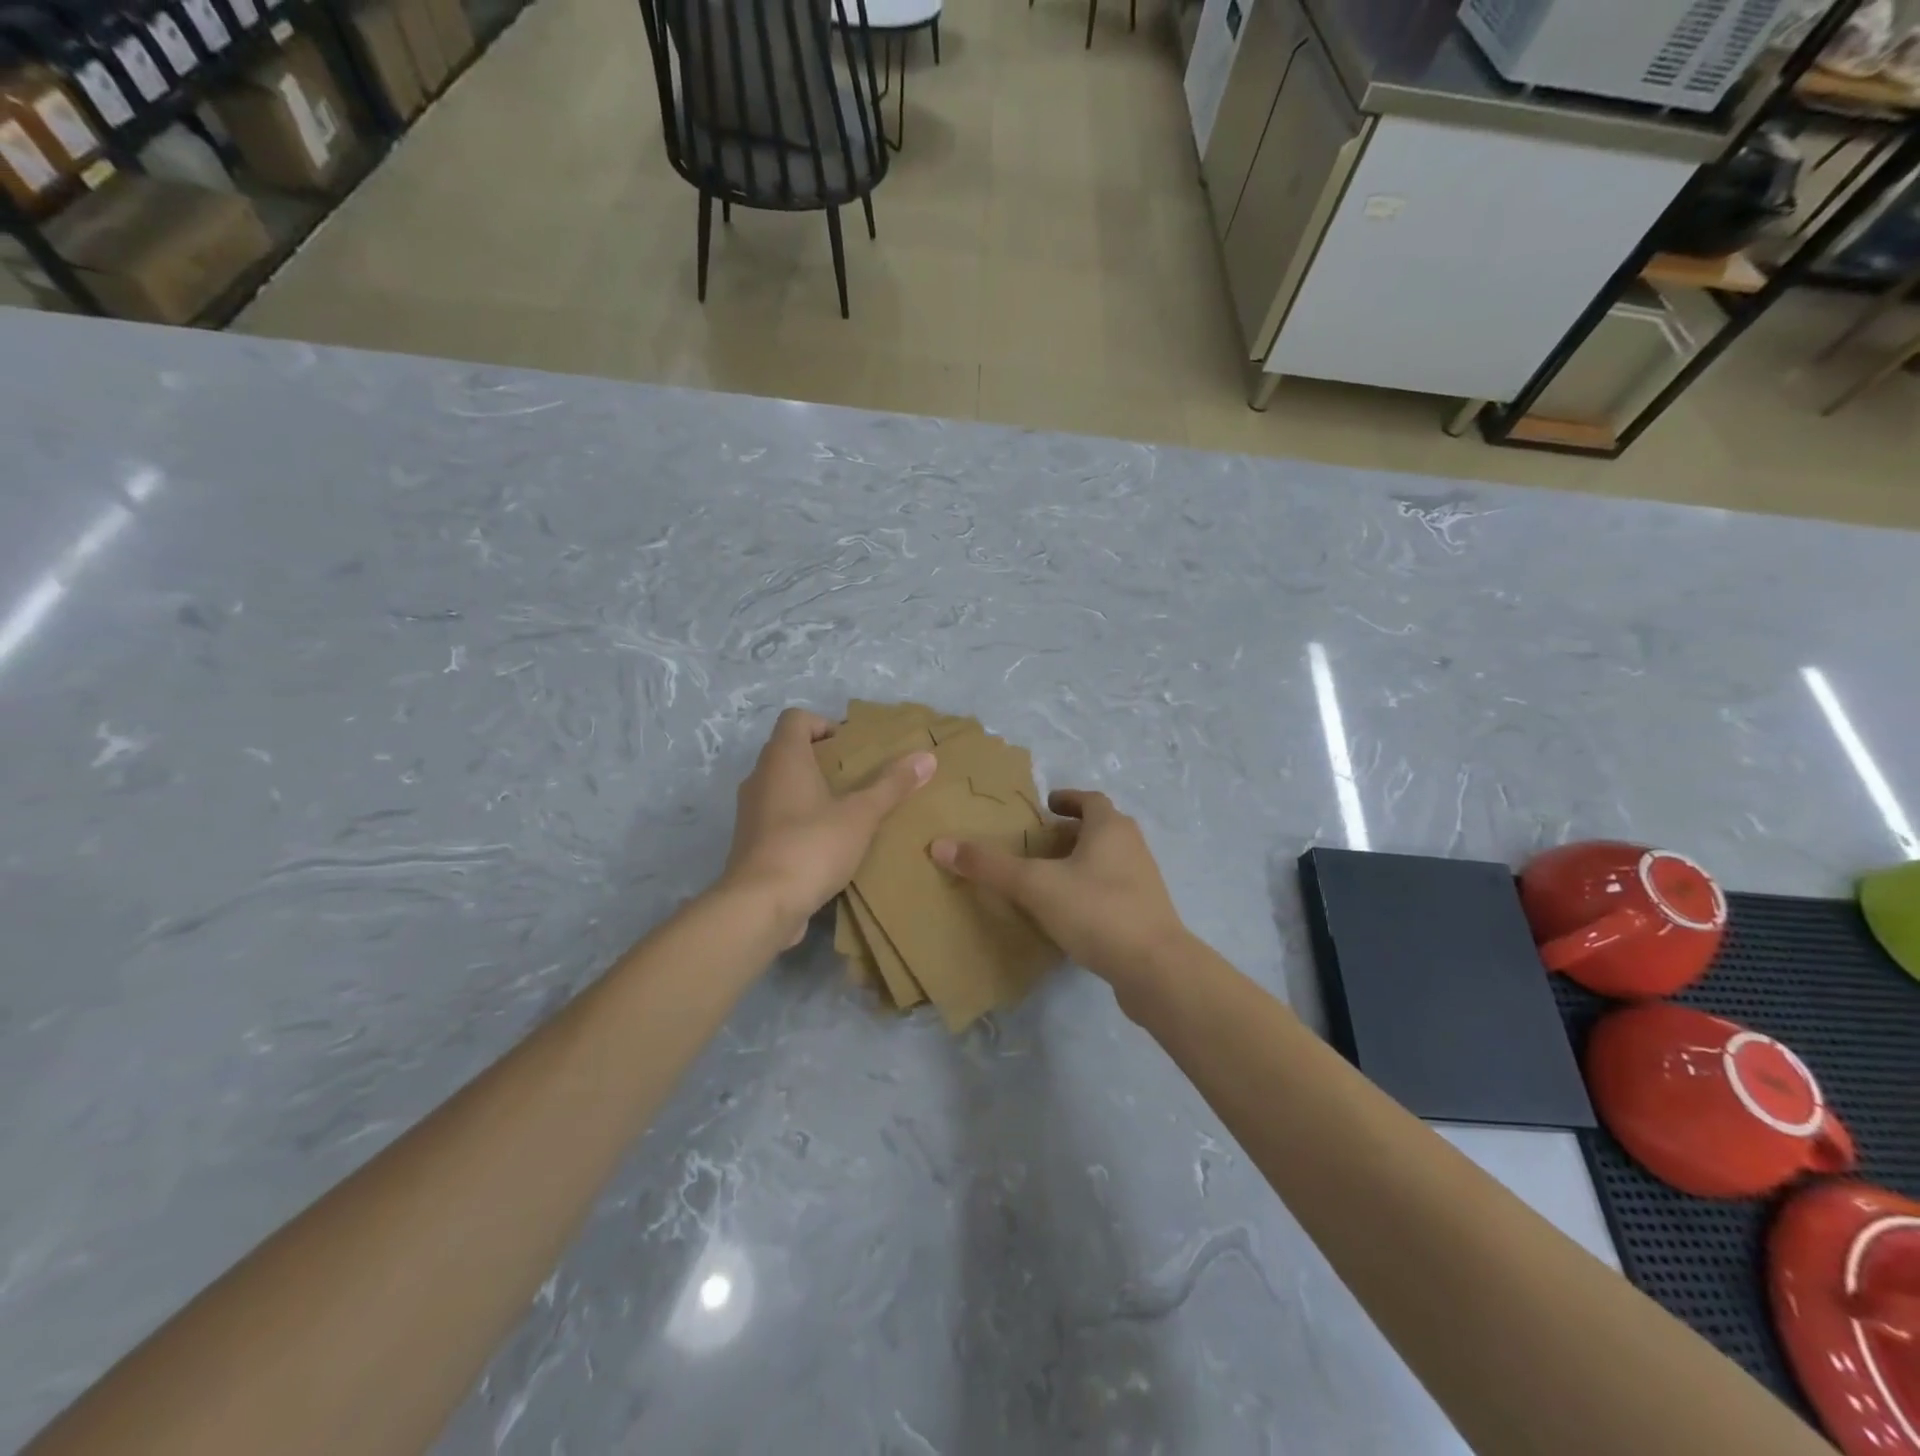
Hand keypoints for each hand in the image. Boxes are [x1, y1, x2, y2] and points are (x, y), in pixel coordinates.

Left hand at [721, 708, 934, 943]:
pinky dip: (800, 820)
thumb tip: (926, 757)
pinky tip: (828, 843)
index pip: (795, 719)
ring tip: (847, 811)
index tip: (851, 748)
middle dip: (823, 760)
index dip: (823, 724)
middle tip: (858, 778)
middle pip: (789, 751)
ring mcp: (750, 811)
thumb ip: (892, 785)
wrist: (761, 905)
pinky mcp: (750, 842)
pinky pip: (777, 817)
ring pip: (782, 786)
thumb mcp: (861, 814)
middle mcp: (760, 777)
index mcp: (783, 758)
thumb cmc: (812, 845)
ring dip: (811, 791)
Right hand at [930, 789, 1189, 991]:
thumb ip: (989, 866)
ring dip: (1080, 861)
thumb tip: (940, 845)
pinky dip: (1090, 890)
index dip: (1067, 798)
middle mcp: (1132, 846)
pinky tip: (1069, 913)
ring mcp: (1143, 881)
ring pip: (1107, 860)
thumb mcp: (1034, 885)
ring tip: (1048, 877)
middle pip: (1099, 829)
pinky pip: (1113, 889)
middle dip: (1070, 832)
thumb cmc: (1096, 910)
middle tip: (1038, 843)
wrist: (1155, 969)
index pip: (1089, 800)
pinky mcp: (1146, 914)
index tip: (1046, 805)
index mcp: (1111, 827)